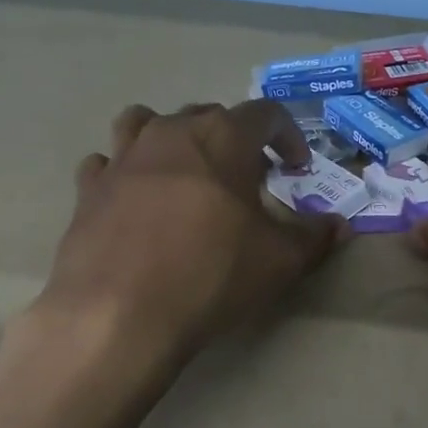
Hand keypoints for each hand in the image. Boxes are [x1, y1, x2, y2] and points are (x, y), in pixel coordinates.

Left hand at [38, 101, 344, 365]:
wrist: (118, 313)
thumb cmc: (210, 274)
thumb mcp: (278, 261)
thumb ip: (313, 237)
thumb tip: (339, 226)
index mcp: (222, 137)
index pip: (265, 114)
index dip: (288, 136)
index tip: (296, 167)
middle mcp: (170, 132)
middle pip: (207, 115)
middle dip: (233, 138)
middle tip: (246, 177)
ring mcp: (123, 156)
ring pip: (145, 122)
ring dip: (169, 138)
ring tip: (182, 171)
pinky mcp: (88, 187)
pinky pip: (106, 162)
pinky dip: (122, 171)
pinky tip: (132, 198)